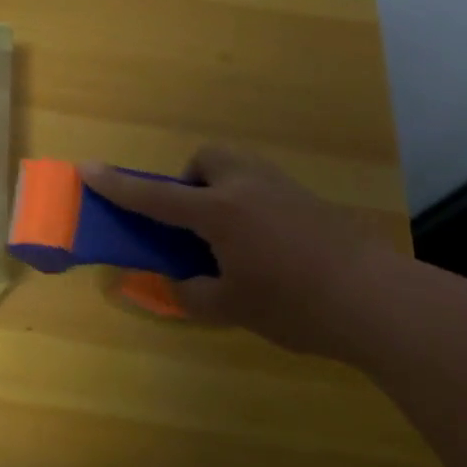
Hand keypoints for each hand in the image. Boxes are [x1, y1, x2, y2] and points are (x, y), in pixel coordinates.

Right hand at [80, 145, 395, 358]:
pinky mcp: (310, 200)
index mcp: (220, 212)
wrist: (379, 302)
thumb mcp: (232, 308)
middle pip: (206, 159)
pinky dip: (250, 204)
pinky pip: (264, 187)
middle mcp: (248, 188)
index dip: (117, 185)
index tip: (87, 168)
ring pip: (238, 168)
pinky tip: (268, 245)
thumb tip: (179, 283)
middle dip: (189, 181)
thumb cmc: (295, 306)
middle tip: (194, 221)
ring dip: (221, 188)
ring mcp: (283, 189)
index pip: (156, 197)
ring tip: (230, 236)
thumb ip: (194, 293)